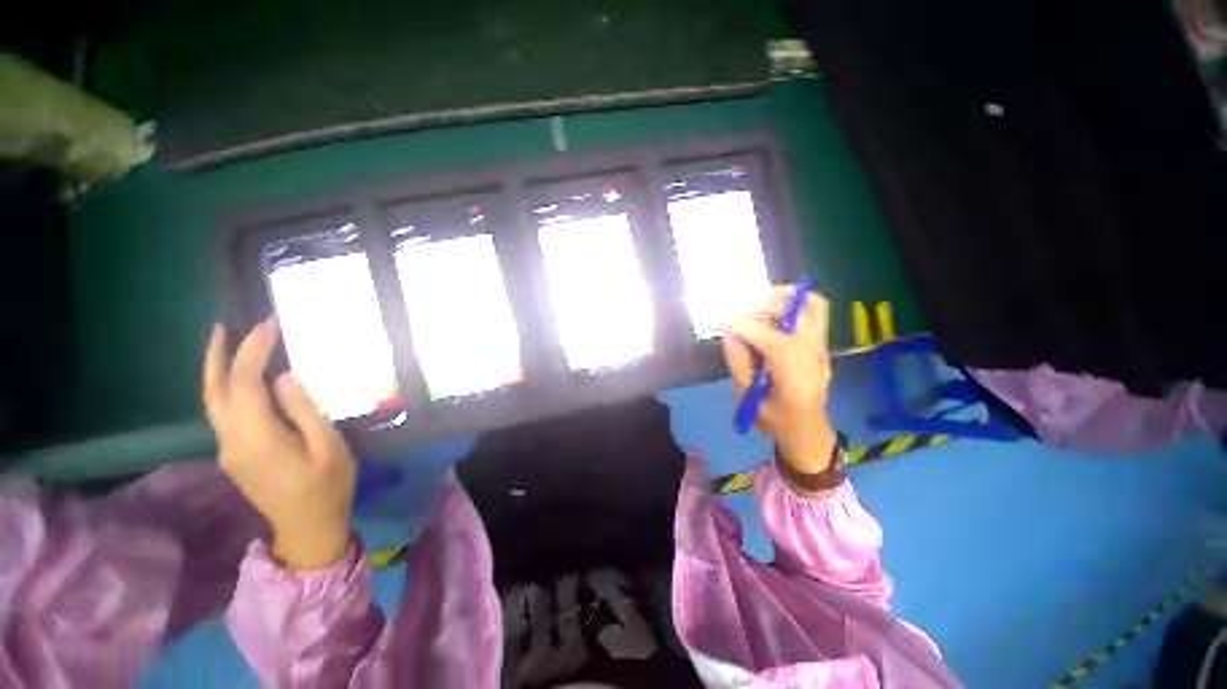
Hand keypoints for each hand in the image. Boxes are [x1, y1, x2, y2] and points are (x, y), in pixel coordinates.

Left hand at [202, 319, 355, 570]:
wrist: (307, 527)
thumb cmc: (327, 486)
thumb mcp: (328, 446)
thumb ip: (304, 410)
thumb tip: (282, 378)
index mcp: (257, 437)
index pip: (244, 383)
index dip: (254, 350)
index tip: (270, 325)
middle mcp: (231, 440)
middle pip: (214, 390)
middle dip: (217, 355)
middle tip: (226, 325)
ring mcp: (228, 449)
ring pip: (213, 401)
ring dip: (216, 369)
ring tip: (227, 342)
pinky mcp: (234, 454)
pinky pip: (223, 412)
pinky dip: (227, 387)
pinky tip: (242, 379)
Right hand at [722, 287, 836, 475]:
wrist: (807, 431)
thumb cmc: (775, 421)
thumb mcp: (748, 399)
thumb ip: (739, 365)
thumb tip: (730, 334)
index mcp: (795, 378)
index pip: (772, 339)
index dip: (743, 326)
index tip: (720, 323)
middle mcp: (814, 356)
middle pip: (795, 313)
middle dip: (761, 306)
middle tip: (738, 314)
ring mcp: (822, 348)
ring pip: (812, 304)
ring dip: (782, 297)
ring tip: (757, 303)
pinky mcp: (821, 344)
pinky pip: (814, 311)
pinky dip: (792, 303)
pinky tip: (771, 312)